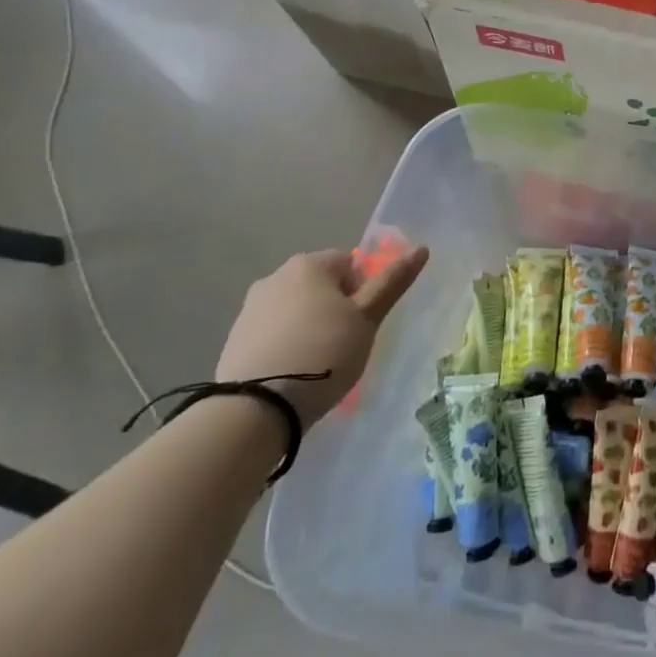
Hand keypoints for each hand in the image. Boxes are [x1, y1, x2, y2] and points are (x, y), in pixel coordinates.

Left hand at [217, 246, 428, 425]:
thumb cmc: (324, 353)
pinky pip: (274, 332)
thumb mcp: (367, 318)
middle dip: (336, 307)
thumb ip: (392, 282)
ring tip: (320, 362)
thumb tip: (420, 248)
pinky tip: (293, 372)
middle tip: (347, 342)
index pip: (351, 263)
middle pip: (322, 285)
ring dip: (311, 326)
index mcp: (309, 264)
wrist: (257, 408)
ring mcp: (250, 308)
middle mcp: (275, 276)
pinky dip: (288, 344)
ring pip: (297, 309)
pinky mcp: (235, 339)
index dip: (364, 291)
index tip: (363, 322)